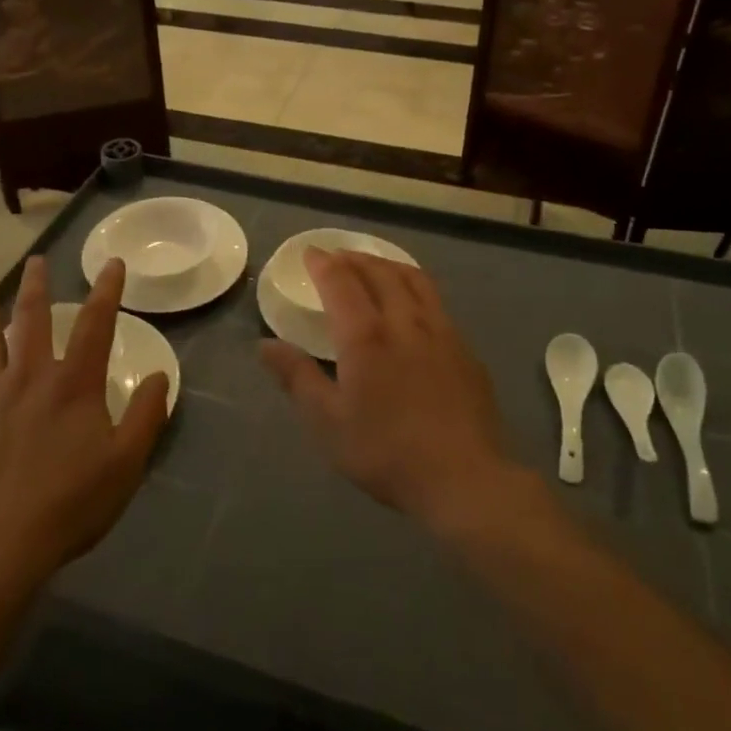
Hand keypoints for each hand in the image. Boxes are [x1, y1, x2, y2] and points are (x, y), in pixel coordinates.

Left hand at [0, 256, 169, 583]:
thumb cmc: (68, 506)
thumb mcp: (125, 465)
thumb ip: (145, 416)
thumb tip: (161, 376)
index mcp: (73, 385)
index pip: (95, 325)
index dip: (106, 291)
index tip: (111, 263)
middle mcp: (28, 377)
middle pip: (31, 319)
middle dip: (36, 287)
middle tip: (35, 262)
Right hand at [259, 249, 516, 533]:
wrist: (464, 478)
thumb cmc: (386, 452)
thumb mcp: (328, 422)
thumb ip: (297, 378)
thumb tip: (265, 346)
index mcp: (366, 336)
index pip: (341, 282)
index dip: (324, 263)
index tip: (311, 253)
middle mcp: (404, 321)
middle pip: (379, 272)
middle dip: (355, 258)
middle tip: (338, 256)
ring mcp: (440, 332)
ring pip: (413, 279)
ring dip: (388, 264)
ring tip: (374, 265)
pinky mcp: (464, 349)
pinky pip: (436, 300)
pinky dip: (415, 285)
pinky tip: (413, 302)